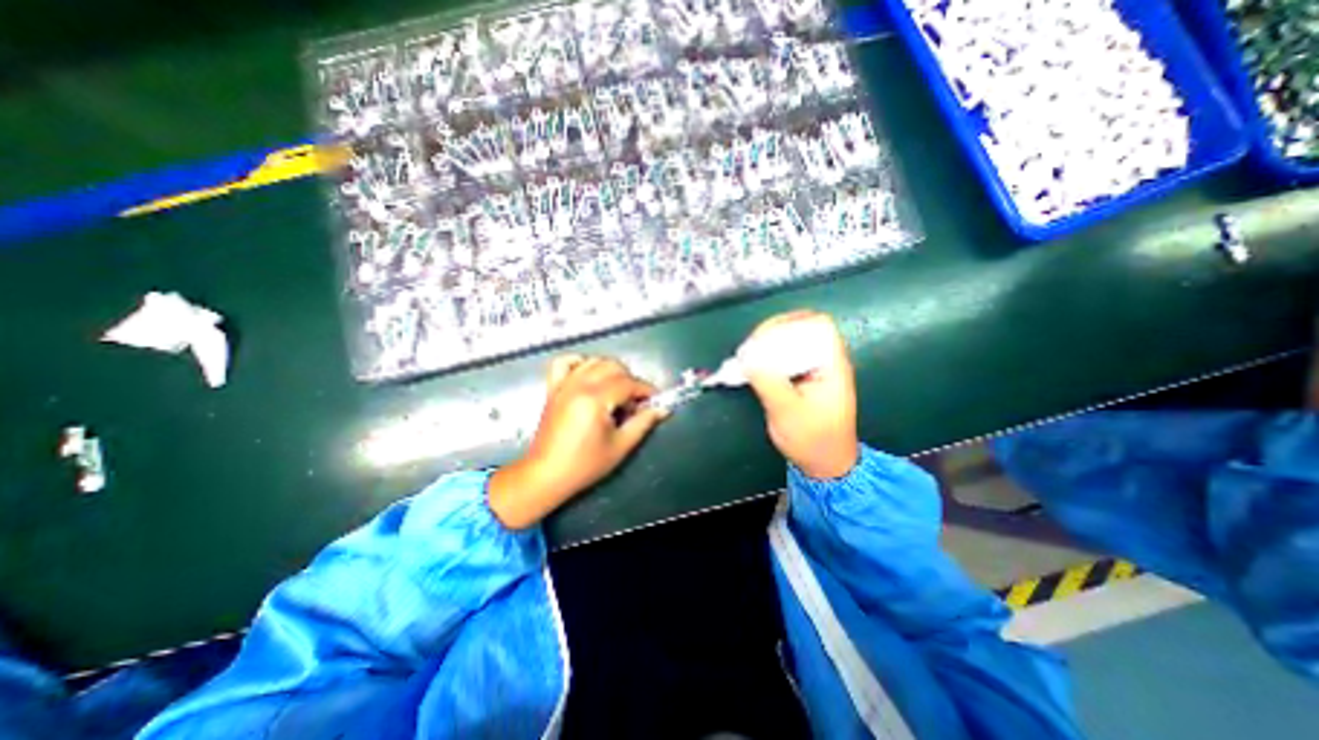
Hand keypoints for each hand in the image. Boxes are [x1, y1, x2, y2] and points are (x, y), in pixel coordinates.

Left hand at [485, 357, 665, 528]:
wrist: (547, 474)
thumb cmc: (585, 464)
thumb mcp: (620, 446)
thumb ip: (643, 422)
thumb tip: (663, 408)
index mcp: (595, 399)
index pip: (628, 383)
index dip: (645, 389)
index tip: (655, 399)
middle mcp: (578, 385)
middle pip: (612, 366)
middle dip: (630, 380)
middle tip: (635, 401)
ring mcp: (564, 384)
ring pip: (593, 361)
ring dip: (610, 370)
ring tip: (616, 391)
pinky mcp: (553, 388)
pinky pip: (564, 362)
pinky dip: (579, 362)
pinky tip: (589, 375)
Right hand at [740, 308, 854, 480]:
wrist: (825, 465)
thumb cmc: (813, 440)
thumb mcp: (787, 412)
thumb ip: (768, 382)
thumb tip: (746, 357)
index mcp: (831, 365)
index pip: (818, 325)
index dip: (791, 322)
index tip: (764, 336)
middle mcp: (825, 361)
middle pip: (801, 329)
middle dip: (772, 334)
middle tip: (749, 349)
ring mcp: (814, 370)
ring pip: (791, 343)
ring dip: (767, 346)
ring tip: (747, 357)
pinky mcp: (803, 379)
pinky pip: (784, 358)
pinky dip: (768, 359)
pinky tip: (753, 367)